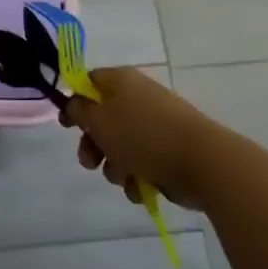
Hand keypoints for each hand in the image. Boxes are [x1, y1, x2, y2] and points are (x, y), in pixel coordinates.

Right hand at [62, 67, 219, 210]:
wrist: (201, 162)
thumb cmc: (143, 135)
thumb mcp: (99, 120)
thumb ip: (79, 110)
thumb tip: (74, 104)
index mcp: (121, 81)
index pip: (90, 82)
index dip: (75, 102)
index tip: (66, 125)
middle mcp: (137, 98)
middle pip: (103, 119)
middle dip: (93, 145)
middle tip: (89, 162)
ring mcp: (155, 126)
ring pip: (120, 146)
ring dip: (115, 166)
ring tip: (123, 176)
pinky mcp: (167, 151)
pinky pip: (141, 163)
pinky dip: (137, 177)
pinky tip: (141, 187)